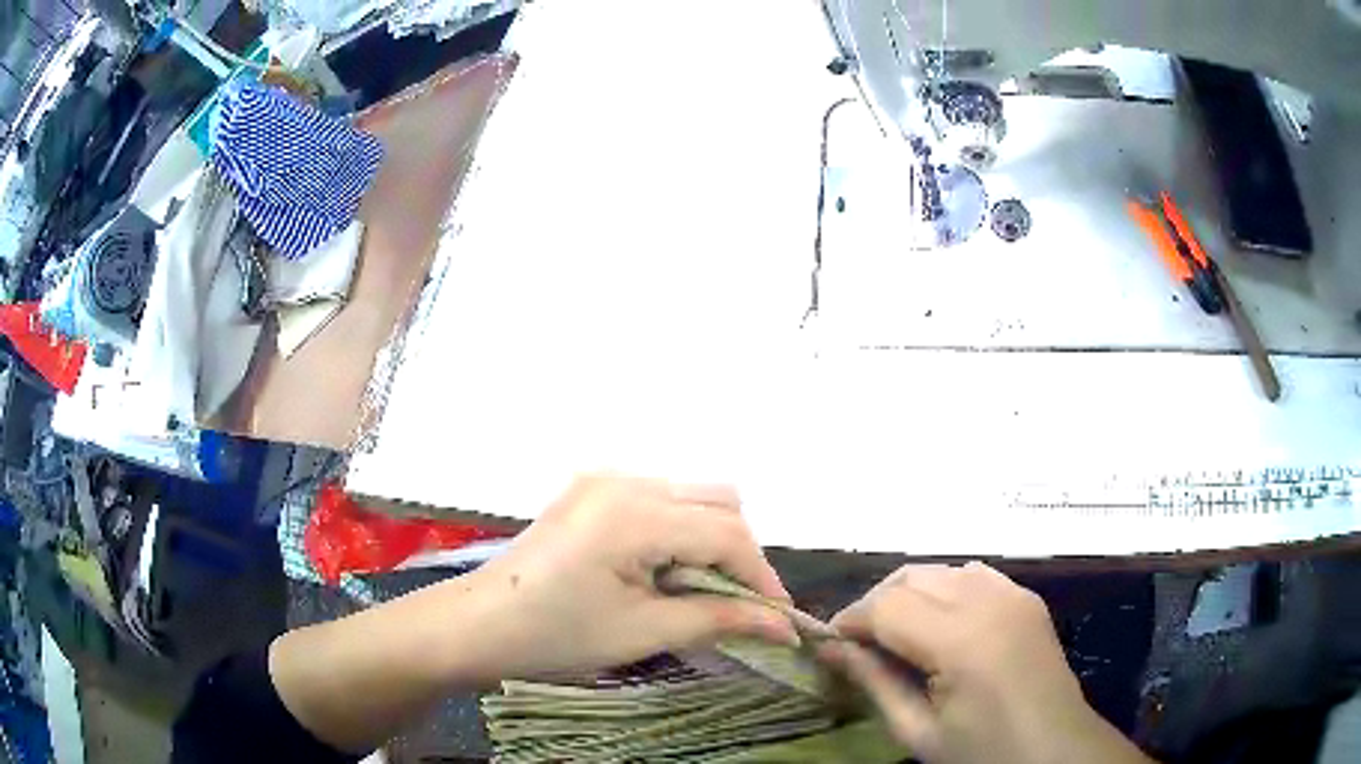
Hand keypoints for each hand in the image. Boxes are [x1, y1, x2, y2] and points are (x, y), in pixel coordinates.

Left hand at [462, 474, 797, 680]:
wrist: (476, 624)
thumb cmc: (553, 635)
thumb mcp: (642, 632)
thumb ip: (718, 619)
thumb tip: (783, 625)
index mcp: (633, 513)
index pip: (727, 533)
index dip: (762, 577)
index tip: (779, 618)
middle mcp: (624, 480)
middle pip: (717, 503)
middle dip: (740, 554)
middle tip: (738, 606)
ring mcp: (603, 479)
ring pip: (691, 496)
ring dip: (710, 540)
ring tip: (699, 591)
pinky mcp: (591, 489)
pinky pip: (659, 499)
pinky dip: (679, 531)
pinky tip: (662, 570)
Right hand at [821, 563, 1153, 763]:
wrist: (1054, 750)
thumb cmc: (983, 752)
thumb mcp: (919, 732)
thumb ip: (874, 683)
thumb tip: (830, 650)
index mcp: (963, 640)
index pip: (886, 606)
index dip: (849, 622)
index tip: (829, 647)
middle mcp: (990, 600)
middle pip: (911, 576)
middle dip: (875, 605)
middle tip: (860, 646)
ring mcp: (1014, 592)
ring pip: (940, 569)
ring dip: (909, 595)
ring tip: (897, 636)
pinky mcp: (1026, 596)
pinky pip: (973, 574)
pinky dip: (944, 590)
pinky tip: (941, 627)